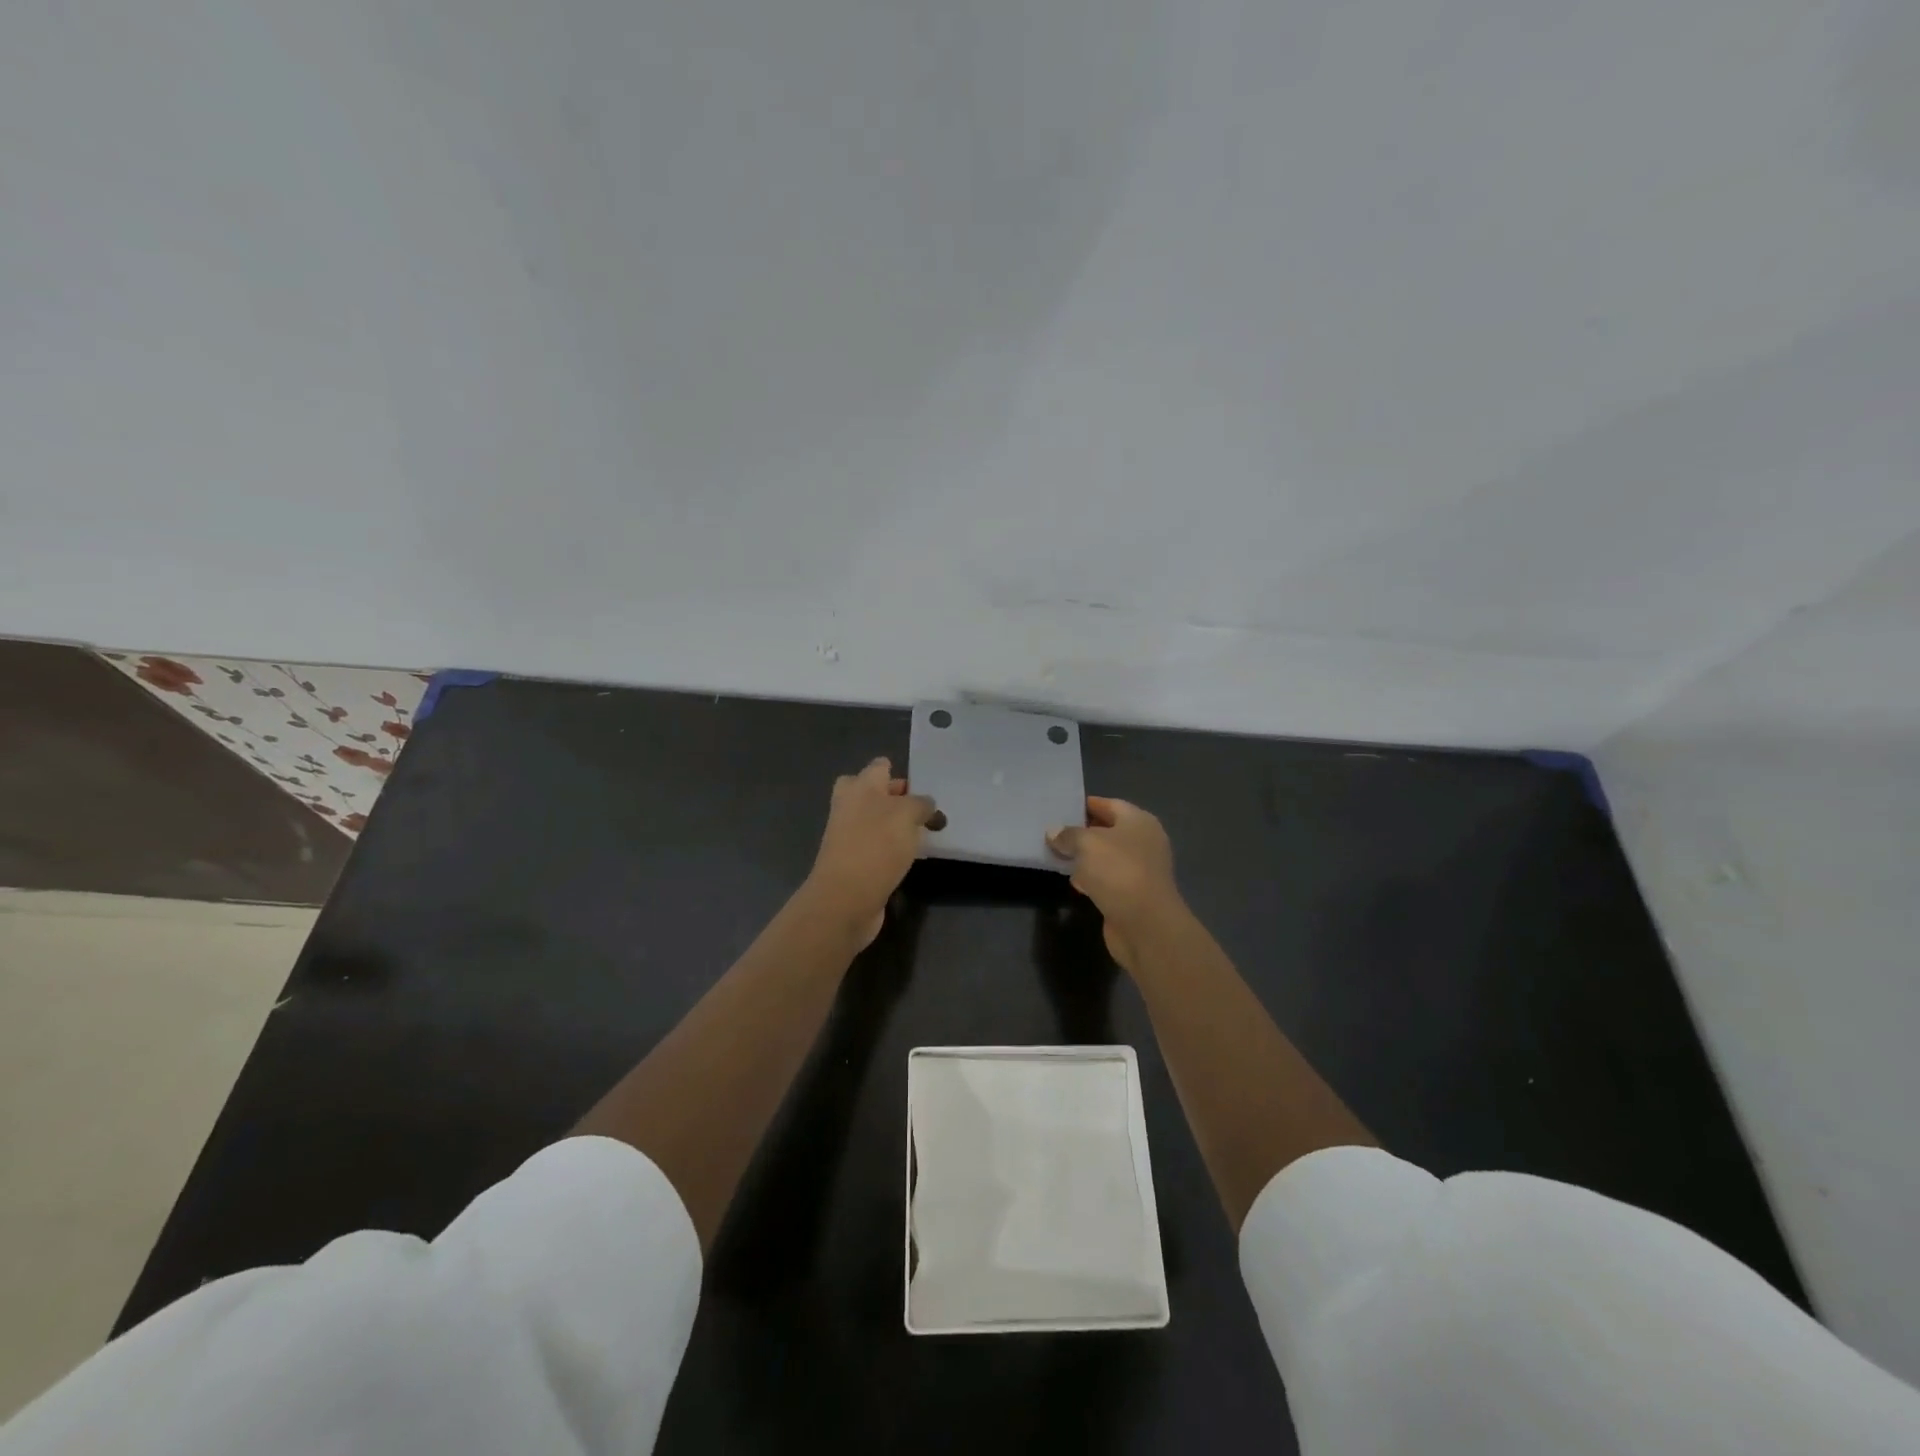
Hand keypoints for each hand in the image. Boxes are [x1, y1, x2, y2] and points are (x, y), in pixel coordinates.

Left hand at [803, 758, 937, 947]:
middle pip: (874, 794)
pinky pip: (878, 847)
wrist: (845, 899)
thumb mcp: (907, 814)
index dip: (899, 773)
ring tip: (927, 833)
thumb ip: (920, 804)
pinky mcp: (855, 862)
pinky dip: (893, 849)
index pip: (879, 767)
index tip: (923, 787)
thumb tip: (924, 806)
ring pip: (877, 821)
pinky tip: (913, 857)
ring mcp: (849, 836)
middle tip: (925, 810)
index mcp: (859, 786)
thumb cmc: (876, 845)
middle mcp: (850, 807)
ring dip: (898, 826)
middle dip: (898, 799)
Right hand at [1047, 797, 1182, 971]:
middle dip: (1082, 831)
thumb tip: (1054, 832)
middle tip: (1053, 831)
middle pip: (1109, 830)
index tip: (1061, 807)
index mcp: (1139, 822)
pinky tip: (1073, 881)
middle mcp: (1144, 842)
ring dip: (1085, 856)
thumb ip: (1068, 834)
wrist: (1145, 925)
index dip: (1086, 804)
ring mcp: (1140, 870)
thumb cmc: (1118, 871)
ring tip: (1057, 853)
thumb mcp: (1087, 844)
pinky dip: (1091, 878)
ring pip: (1106, 857)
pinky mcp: (1132, 894)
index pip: (1110, 804)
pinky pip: (1107, 879)